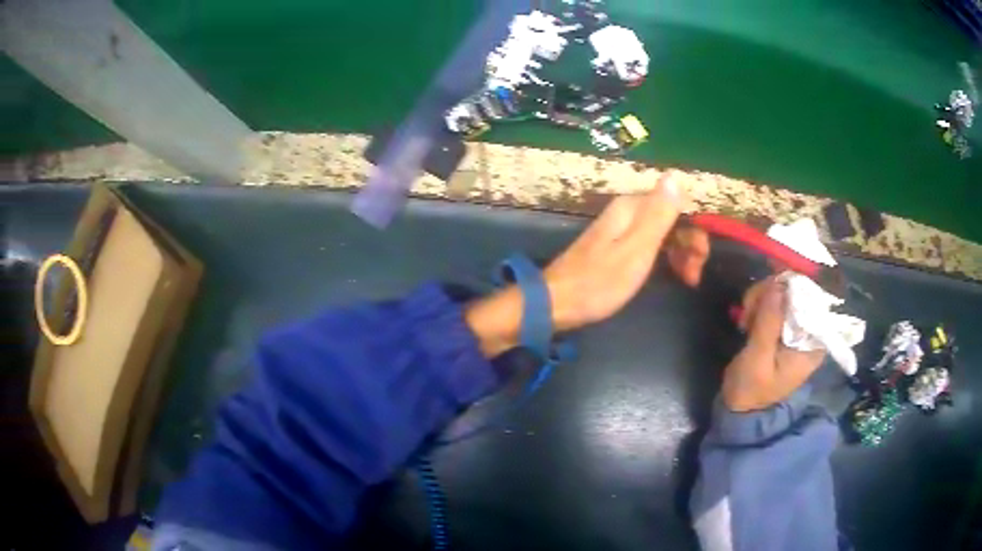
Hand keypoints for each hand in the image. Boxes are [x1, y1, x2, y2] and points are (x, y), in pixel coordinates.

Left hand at [466, 172, 686, 356]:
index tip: (702, 260)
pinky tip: (672, 275)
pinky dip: (665, 259)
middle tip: (694, 277)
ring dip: (680, 254)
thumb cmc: (599, 281)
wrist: (556, 303)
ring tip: (688, 281)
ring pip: (662, 234)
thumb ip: (657, 215)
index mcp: (633, 208)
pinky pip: (649, 246)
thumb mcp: (635, 250)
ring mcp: (621, 230)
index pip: (677, 207)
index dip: (695, 231)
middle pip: (671, 220)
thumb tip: (675, 175)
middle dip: (689, 246)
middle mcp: (628, 213)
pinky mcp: (616, 248)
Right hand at [721, 277, 825, 410]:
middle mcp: (809, 332)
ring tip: (745, 319)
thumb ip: (769, 322)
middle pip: (796, 293)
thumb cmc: (752, 389)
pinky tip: (747, 320)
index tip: (767, 295)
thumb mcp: (758, 358)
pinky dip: (759, 306)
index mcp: (813, 343)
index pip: (812, 301)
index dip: (790, 290)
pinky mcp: (782, 328)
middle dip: (771, 295)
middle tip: (748, 310)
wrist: (739, 408)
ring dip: (761, 299)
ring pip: (783, 294)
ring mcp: (796, 329)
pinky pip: (774, 304)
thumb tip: (776, 285)